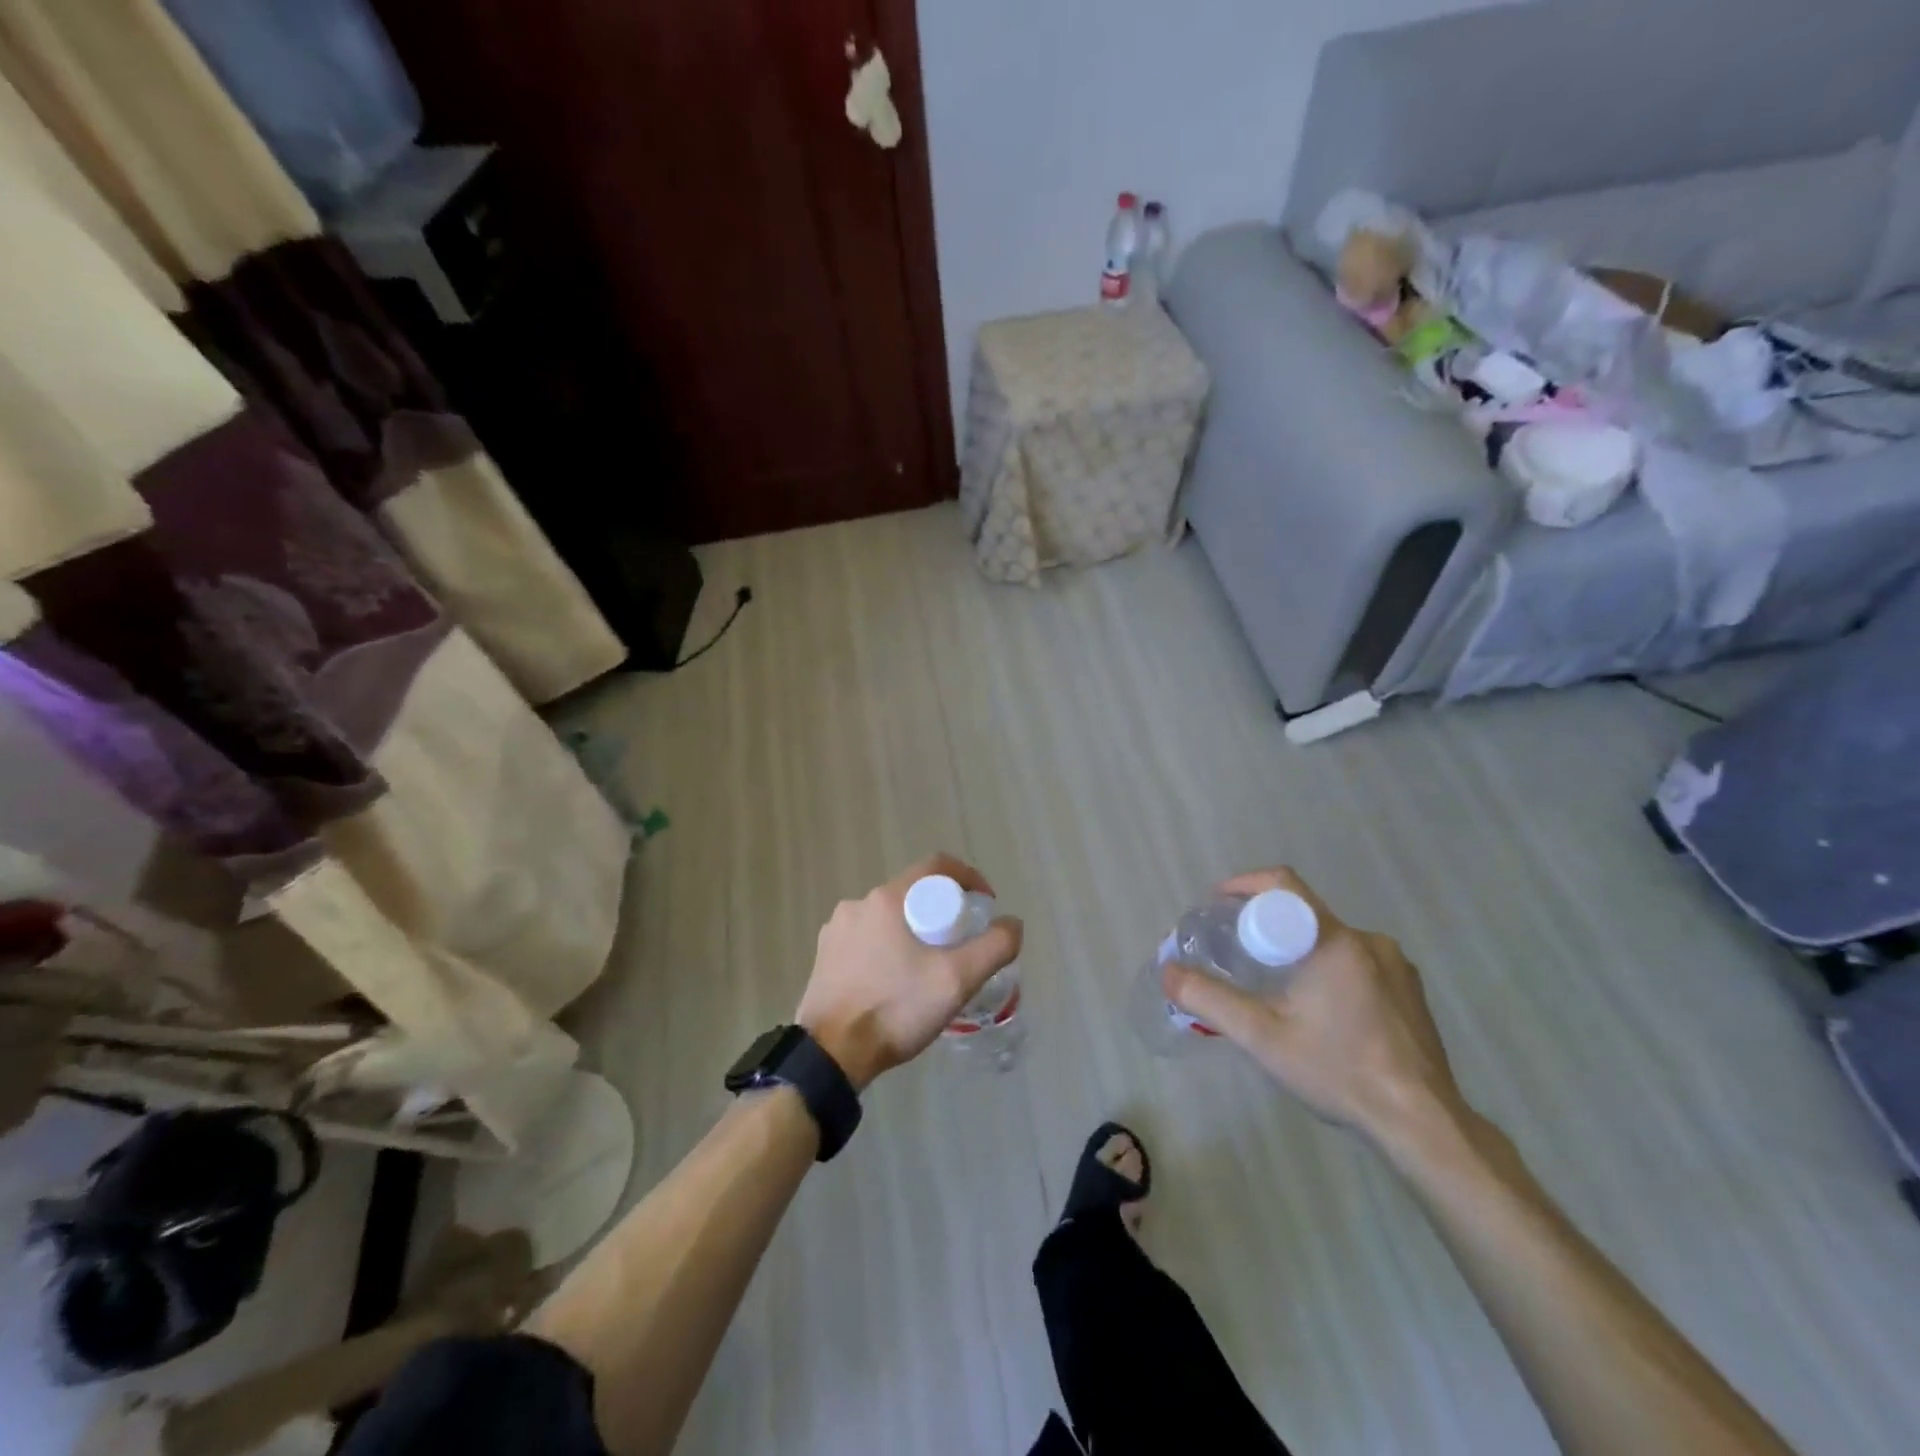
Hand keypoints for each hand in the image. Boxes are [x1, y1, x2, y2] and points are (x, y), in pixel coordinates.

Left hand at [796, 854, 1022, 1091]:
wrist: (831, 1055)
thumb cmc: (895, 1009)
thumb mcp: (957, 981)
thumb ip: (994, 947)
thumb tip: (1011, 923)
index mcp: (887, 899)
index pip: (936, 866)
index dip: (968, 877)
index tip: (984, 904)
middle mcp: (858, 904)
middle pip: (912, 893)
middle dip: (941, 911)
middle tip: (960, 944)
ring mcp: (836, 930)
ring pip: (889, 918)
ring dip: (913, 931)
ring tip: (929, 967)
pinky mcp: (825, 956)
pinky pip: (866, 939)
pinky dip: (888, 949)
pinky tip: (896, 981)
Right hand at [1163, 867, 1467, 1152]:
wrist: (1423, 1123)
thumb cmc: (1339, 1071)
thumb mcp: (1262, 1037)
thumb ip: (1210, 1000)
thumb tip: (1168, 972)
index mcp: (1333, 941)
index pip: (1282, 885)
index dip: (1244, 887)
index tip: (1217, 907)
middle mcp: (1368, 941)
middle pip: (1303, 913)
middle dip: (1265, 926)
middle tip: (1236, 954)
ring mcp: (1396, 965)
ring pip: (1330, 939)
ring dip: (1298, 951)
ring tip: (1275, 987)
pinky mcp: (1410, 990)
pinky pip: (1357, 961)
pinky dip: (1328, 969)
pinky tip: (1321, 1012)